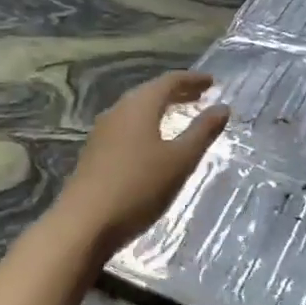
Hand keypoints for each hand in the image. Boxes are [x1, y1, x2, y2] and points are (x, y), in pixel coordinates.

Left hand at [53, 71, 229, 257]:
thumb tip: (223, 108)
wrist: (83, 225)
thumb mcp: (180, 160)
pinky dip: (147, 124)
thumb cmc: (138, 187)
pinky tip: (153, 142)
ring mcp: (102, 132)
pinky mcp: (95, 152)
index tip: (212, 82)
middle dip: (177, 92)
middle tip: (200, 96)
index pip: (169, 81)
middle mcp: (118, 111)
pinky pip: (127, 126)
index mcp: (139, 106)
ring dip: (160, 108)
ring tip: (180, 115)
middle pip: (150, 92)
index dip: (192, 79)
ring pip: (137, 110)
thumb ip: (202, 132)